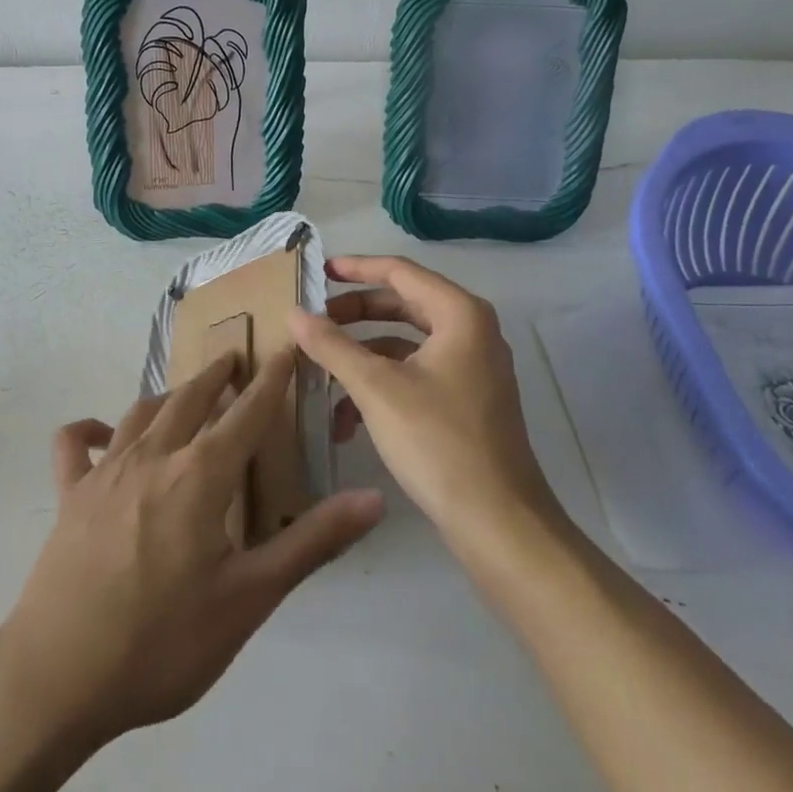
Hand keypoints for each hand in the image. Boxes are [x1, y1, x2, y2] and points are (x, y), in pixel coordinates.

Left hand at [0, 350, 384, 749]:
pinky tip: (100, 433)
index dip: (272, 380)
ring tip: (185, 393)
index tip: (286, 349)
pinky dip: (88, 429)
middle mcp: (152, 457)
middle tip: (234, 361)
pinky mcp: (68, 495)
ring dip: (168, 395)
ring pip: (140, 413)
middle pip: (190, 399)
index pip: (247, 413)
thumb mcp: (249, 599)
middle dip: (217, 375)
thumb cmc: (163, 642)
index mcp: (200, 475)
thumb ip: (311, 542)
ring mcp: (103, 472)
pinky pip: (73, 445)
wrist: (59, 677)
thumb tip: (372, 498)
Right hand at [290, 255, 566, 543]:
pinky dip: (381, 385)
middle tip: (314, 321)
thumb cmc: (438, 441)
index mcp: (459, 314)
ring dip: (362, 356)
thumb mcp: (375, 388)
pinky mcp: (467, 401)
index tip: (317, 270)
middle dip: (354, 314)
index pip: (400, 271)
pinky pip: (416, 374)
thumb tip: (294, 313)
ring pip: (405, 343)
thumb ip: (332, 345)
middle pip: (402, 305)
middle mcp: (471, 332)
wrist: (498, 523)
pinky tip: (346, 420)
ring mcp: (472, 368)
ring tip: (320, 371)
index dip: (355, 268)